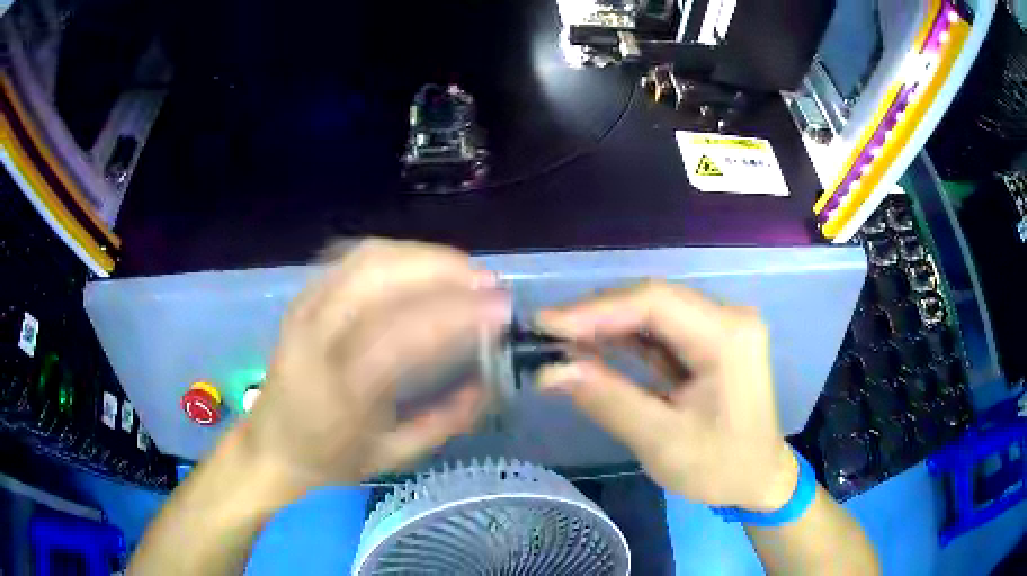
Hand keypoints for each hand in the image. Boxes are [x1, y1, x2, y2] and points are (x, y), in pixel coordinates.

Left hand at [244, 239, 509, 488]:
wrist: (271, 447)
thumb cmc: (330, 460)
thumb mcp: (394, 455)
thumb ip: (446, 420)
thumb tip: (489, 382)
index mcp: (339, 389)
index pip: (403, 333)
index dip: (457, 313)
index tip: (501, 309)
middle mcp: (315, 338)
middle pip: (378, 275)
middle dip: (441, 268)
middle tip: (486, 281)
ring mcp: (304, 310)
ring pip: (365, 257)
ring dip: (421, 255)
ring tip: (462, 270)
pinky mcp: (302, 298)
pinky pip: (351, 260)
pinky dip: (395, 254)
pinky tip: (421, 266)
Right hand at [536, 280, 797, 511]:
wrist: (759, 479)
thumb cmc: (721, 467)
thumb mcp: (662, 440)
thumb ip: (607, 400)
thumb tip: (549, 371)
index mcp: (728, 335)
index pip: (655, 302)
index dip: (595, 309)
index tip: (544, 325)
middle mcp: (728, 317)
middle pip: (653, 301)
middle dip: (596, 316)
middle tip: (545, 335)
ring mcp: (720, 327)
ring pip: (653, 314)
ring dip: (606, 327)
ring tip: (559, 342)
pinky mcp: (710, 342)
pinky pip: (660, 332)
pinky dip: (624, 341)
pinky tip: (592, 349)